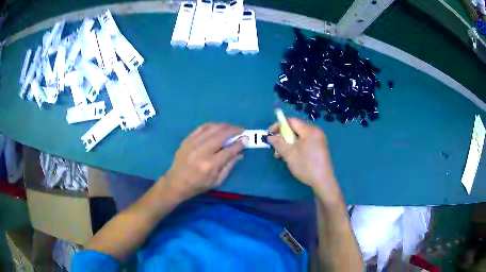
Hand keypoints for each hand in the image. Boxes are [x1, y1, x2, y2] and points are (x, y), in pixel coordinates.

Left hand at [164, 123, 246, 199]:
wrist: (176, 182)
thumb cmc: (198, 185)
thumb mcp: (217, 181)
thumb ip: (229, 166)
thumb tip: (240, 153)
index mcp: (210, 165)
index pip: (229, 150)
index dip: (239, 143)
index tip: (246, 139)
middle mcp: (201, 152)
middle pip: (221, 135)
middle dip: (234, 130)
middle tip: (241, 130)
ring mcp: (192, 144)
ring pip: (212, 129)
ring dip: (224, 126)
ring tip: (231, 127)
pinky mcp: (187, 140)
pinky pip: (201, 127)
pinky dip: (212, 125)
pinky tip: (218, 127)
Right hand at [267, 118, 341, 200]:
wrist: (322, 181)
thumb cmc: (306, 165)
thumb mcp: (289, 153)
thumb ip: (278, 142)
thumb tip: (270, 136)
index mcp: (309, 130)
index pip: (291, 121)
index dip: (278, 125)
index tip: (269, 134)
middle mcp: (315, 132)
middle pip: (295, 129)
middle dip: (282, 137)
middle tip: (275, 148)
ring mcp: (318, 140)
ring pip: (299, 137)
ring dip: (288, 144)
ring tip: (280, 156)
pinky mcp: (319, 148)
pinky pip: (304, 143)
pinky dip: (296, 147)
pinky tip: (290, 157)